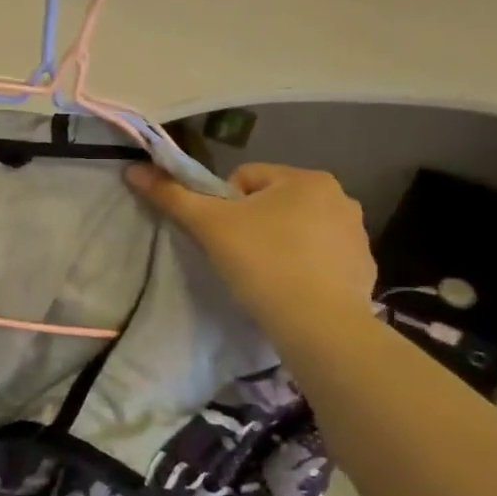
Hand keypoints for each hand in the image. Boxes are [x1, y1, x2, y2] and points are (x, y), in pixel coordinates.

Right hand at [126, 161, 376, 332]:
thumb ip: (172, 195)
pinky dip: (302, 267)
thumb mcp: (208, 225)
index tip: (221, 237)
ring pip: (296, 229)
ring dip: (277, 244)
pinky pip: (320, 257)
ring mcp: (356, 234)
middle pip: (271, 202)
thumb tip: (133, 170)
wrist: (319, 325)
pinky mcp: (363, 268)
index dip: (222, 206)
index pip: (244, 179)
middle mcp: (339, 197)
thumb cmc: (262, 263)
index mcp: (306, 179)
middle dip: (251, 224)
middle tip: (238, 257)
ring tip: (263, 276)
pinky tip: (290, 290)